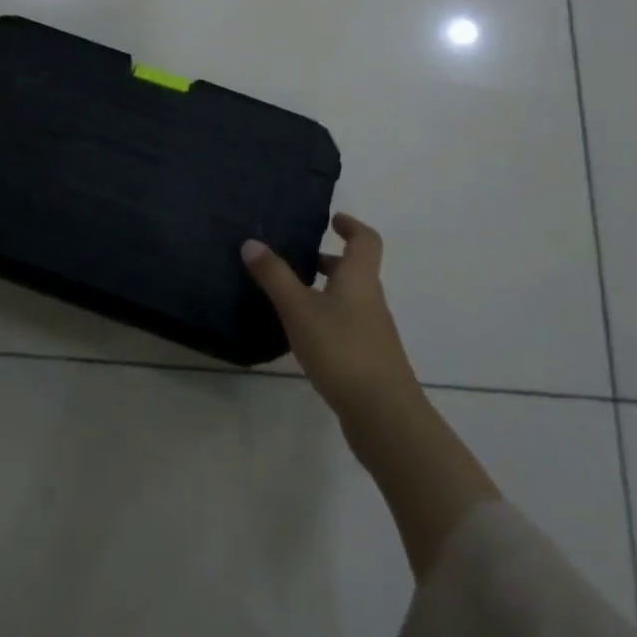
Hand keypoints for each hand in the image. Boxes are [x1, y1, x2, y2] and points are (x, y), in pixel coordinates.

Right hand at [242, 214, 423, 449]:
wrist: (385, 418)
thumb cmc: (342, 351)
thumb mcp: (299, 309)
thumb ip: (274, 276)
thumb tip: (251, 242)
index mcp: (359, 280)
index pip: (366, 240)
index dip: (351, 225)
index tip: (332, 219)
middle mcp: (370, 301)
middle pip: (355, 270)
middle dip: (328, 261)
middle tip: (296, 257)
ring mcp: (372, 333)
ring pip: (349, 300)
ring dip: (324, 291)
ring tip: (289, 296)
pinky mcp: (368, 361)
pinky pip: (346, 326)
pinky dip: (326, 320)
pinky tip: (301, 336)